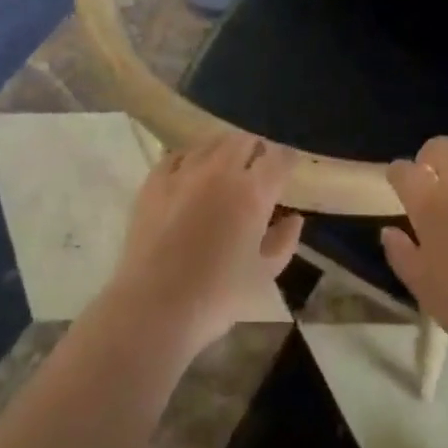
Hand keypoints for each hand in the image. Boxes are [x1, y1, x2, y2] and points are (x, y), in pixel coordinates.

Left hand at [102, 132, 303, 359]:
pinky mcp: (155, 180)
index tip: (289, 167)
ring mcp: (184, 171)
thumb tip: (294, 218)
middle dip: (256, 149)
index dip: (287, 159)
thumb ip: (284, 242)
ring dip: (224, 151)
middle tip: (258, 167)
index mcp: (253, 192)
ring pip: (211, 143)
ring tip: (225, 168)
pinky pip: (178, 155)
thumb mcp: (264, 275)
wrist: (153, 307)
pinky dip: (191, 160)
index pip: (279, 157)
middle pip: (244, 140)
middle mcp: (221, 171)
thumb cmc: (217, 296)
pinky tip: (191, 175)